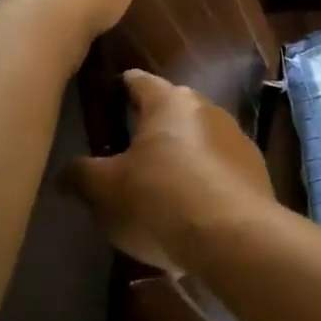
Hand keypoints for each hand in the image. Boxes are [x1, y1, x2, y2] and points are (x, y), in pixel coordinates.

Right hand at [65, 70, 276, 271]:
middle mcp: (207, 108)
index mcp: (169, 101)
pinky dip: (204, 182)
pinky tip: (190, 211)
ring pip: (198, 140)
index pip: (139, 81)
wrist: (236, 238)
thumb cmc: (161, 201)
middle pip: (172, 110)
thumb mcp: (105, 191)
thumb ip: (81, 175)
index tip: (109, 95)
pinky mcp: (256, 170)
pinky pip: (219, 170)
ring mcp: (237, 139)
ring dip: (181, 156)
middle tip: (127, 149)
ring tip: (159, 186)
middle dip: (151, 126)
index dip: (122, 87)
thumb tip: (65, 173)